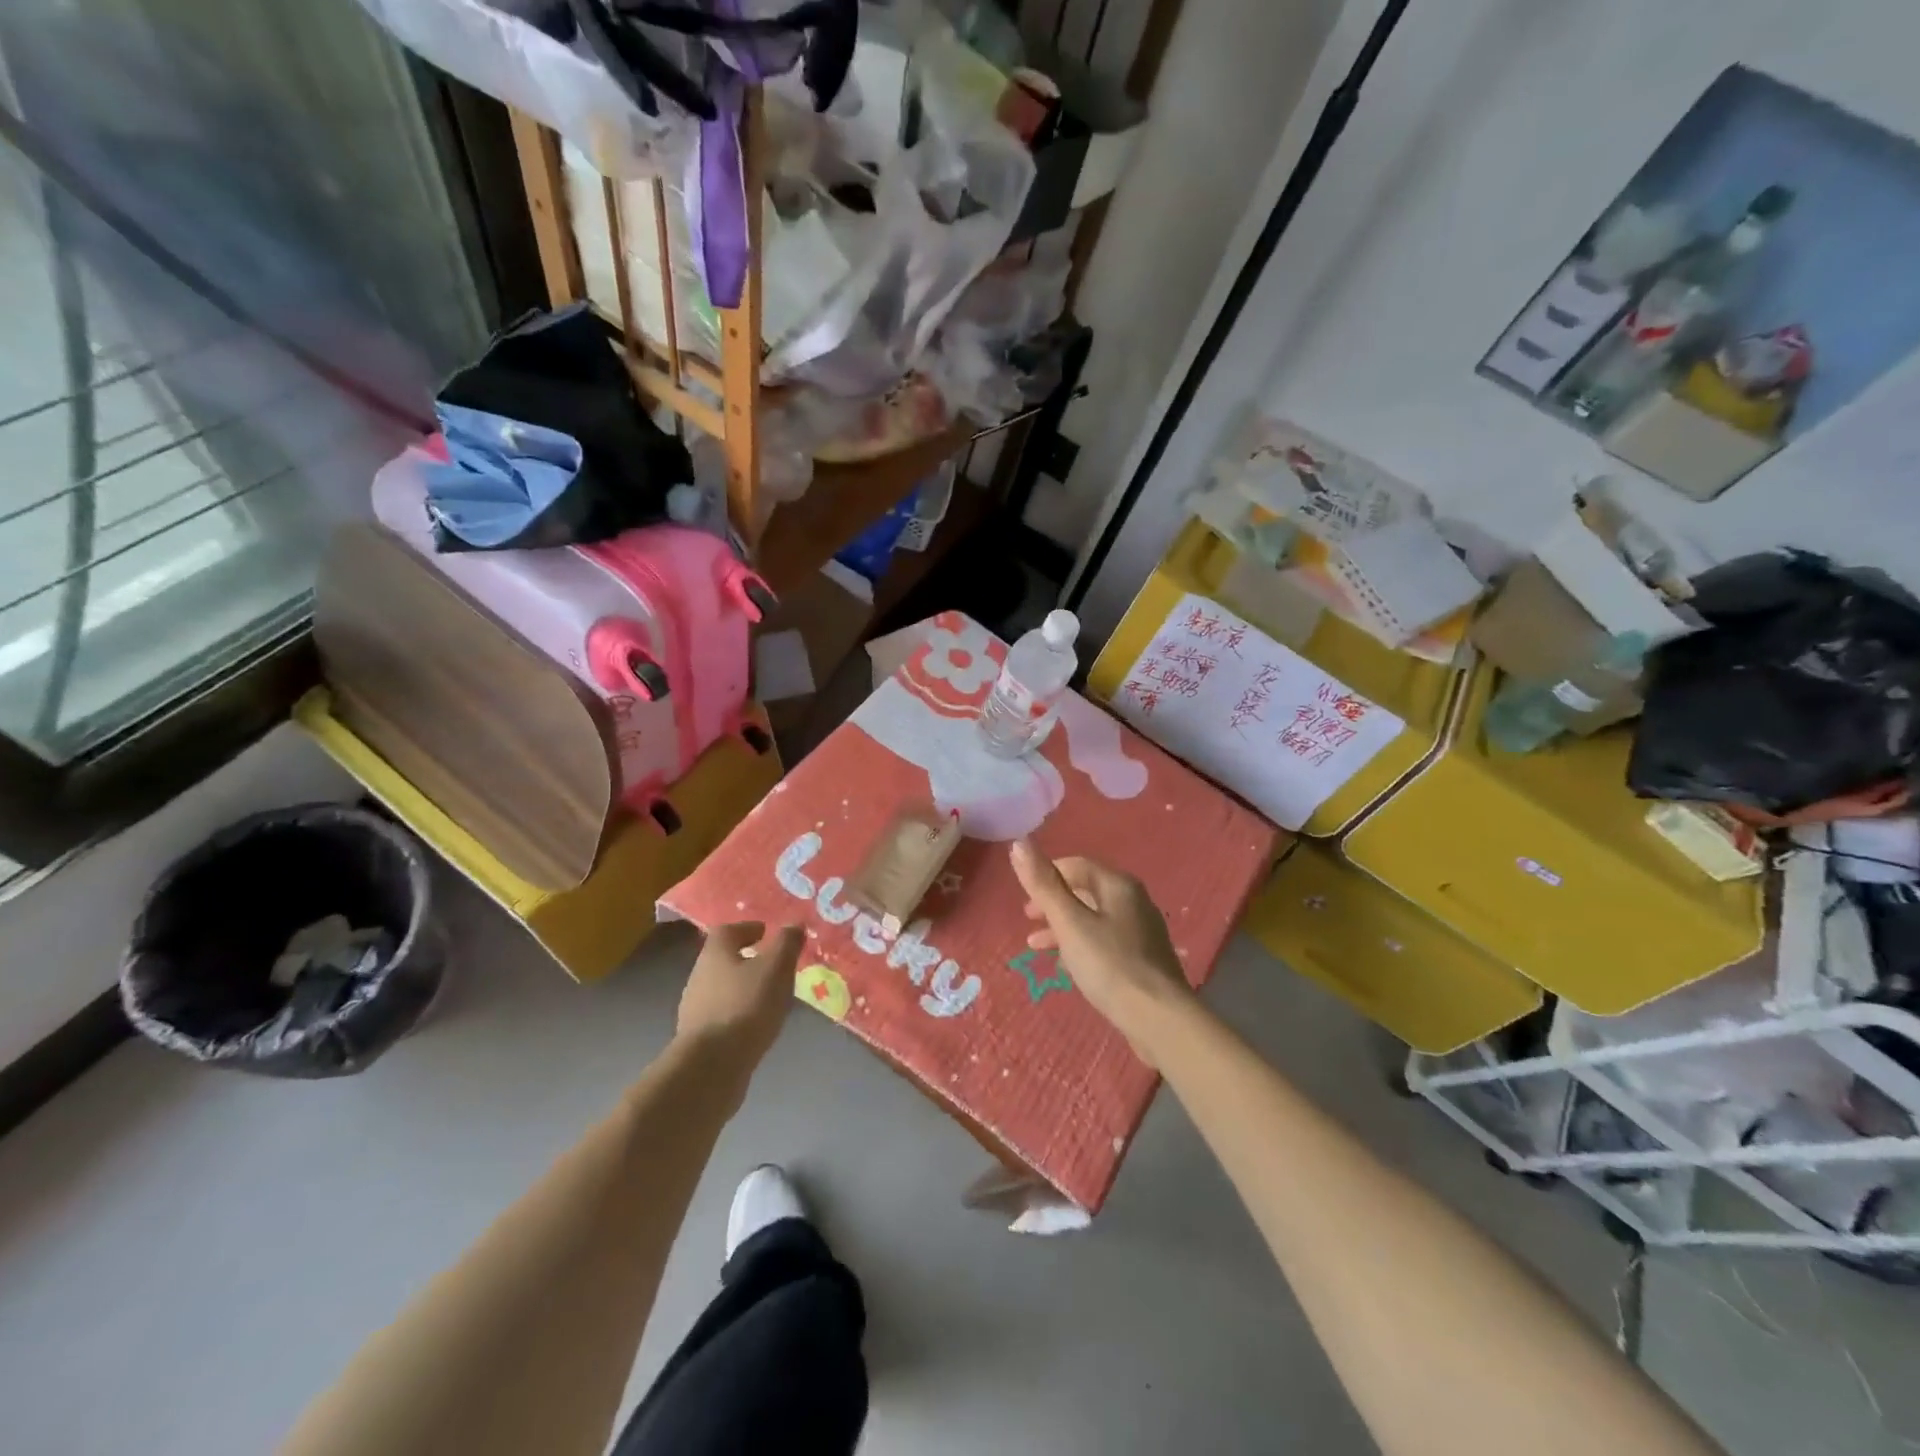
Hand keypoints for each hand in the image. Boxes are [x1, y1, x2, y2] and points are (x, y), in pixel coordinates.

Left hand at [676, 922, 804, 1077]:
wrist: (711, 1066)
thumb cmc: (746, 1006)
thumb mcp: (776, 968)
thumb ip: (786, 943)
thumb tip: (794, 924)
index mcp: (715, 953)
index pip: (727, 930)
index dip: (747, 928)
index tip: (765, 932)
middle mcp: (699, 976)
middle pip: (723, 959)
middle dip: (746, 959)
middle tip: (773, 964)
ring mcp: (695, 1008)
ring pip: (722, 988)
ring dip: (743, 988)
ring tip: (770, 996)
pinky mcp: (698, 1038)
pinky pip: (722, 1015)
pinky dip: (739, 1013)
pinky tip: (756, 1024)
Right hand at [1010, 840, 1193, 1066]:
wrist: (1159, 1017)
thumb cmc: (1109, 964)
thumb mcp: (1069, 923)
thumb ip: (1043, 884)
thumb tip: (1019, 843)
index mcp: (1119, 885)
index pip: (1078, 865)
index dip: (1048, 874)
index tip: (1025, 896)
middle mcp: (1134, 901)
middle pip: (1086, 891)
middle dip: (1054, 902)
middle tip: (1028, 919)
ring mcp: (1142, 931)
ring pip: (1094, 918)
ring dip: (1063, 926)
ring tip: (1037, 945)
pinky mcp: (1143, 959)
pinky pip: (1105, 941)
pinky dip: (1081, 944)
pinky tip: (1068, 966)